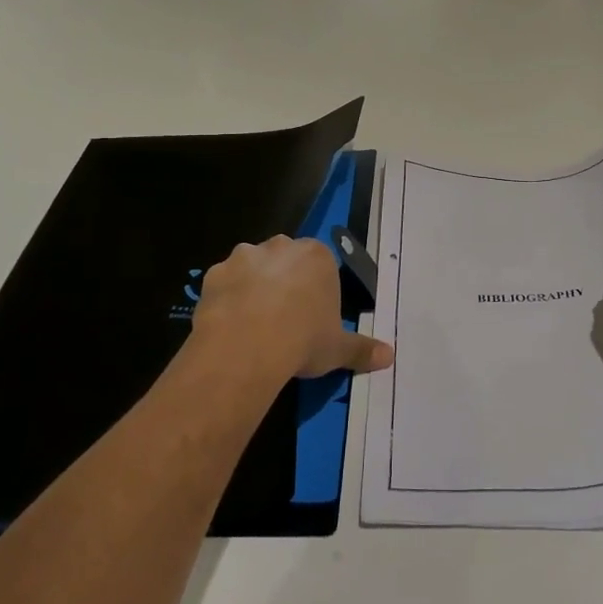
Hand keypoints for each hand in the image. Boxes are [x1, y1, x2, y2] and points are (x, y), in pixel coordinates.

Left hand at [192, 235, 393, 386]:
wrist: (246, 348)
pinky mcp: (213, 274)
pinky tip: (231, 326)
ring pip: (252, 268)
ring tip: (255, 324)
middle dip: (285, 281)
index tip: (314, 315)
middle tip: (286, 318)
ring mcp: (243, 257)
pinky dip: (227, 299)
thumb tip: (389, 357)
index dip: (317, 289)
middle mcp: (281, 247)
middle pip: (286, 259)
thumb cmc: (303, 340)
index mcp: (317, 256)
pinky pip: (224, 284)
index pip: (321, 265)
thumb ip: (363, 349)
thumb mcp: (338, 349)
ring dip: (254, 286)